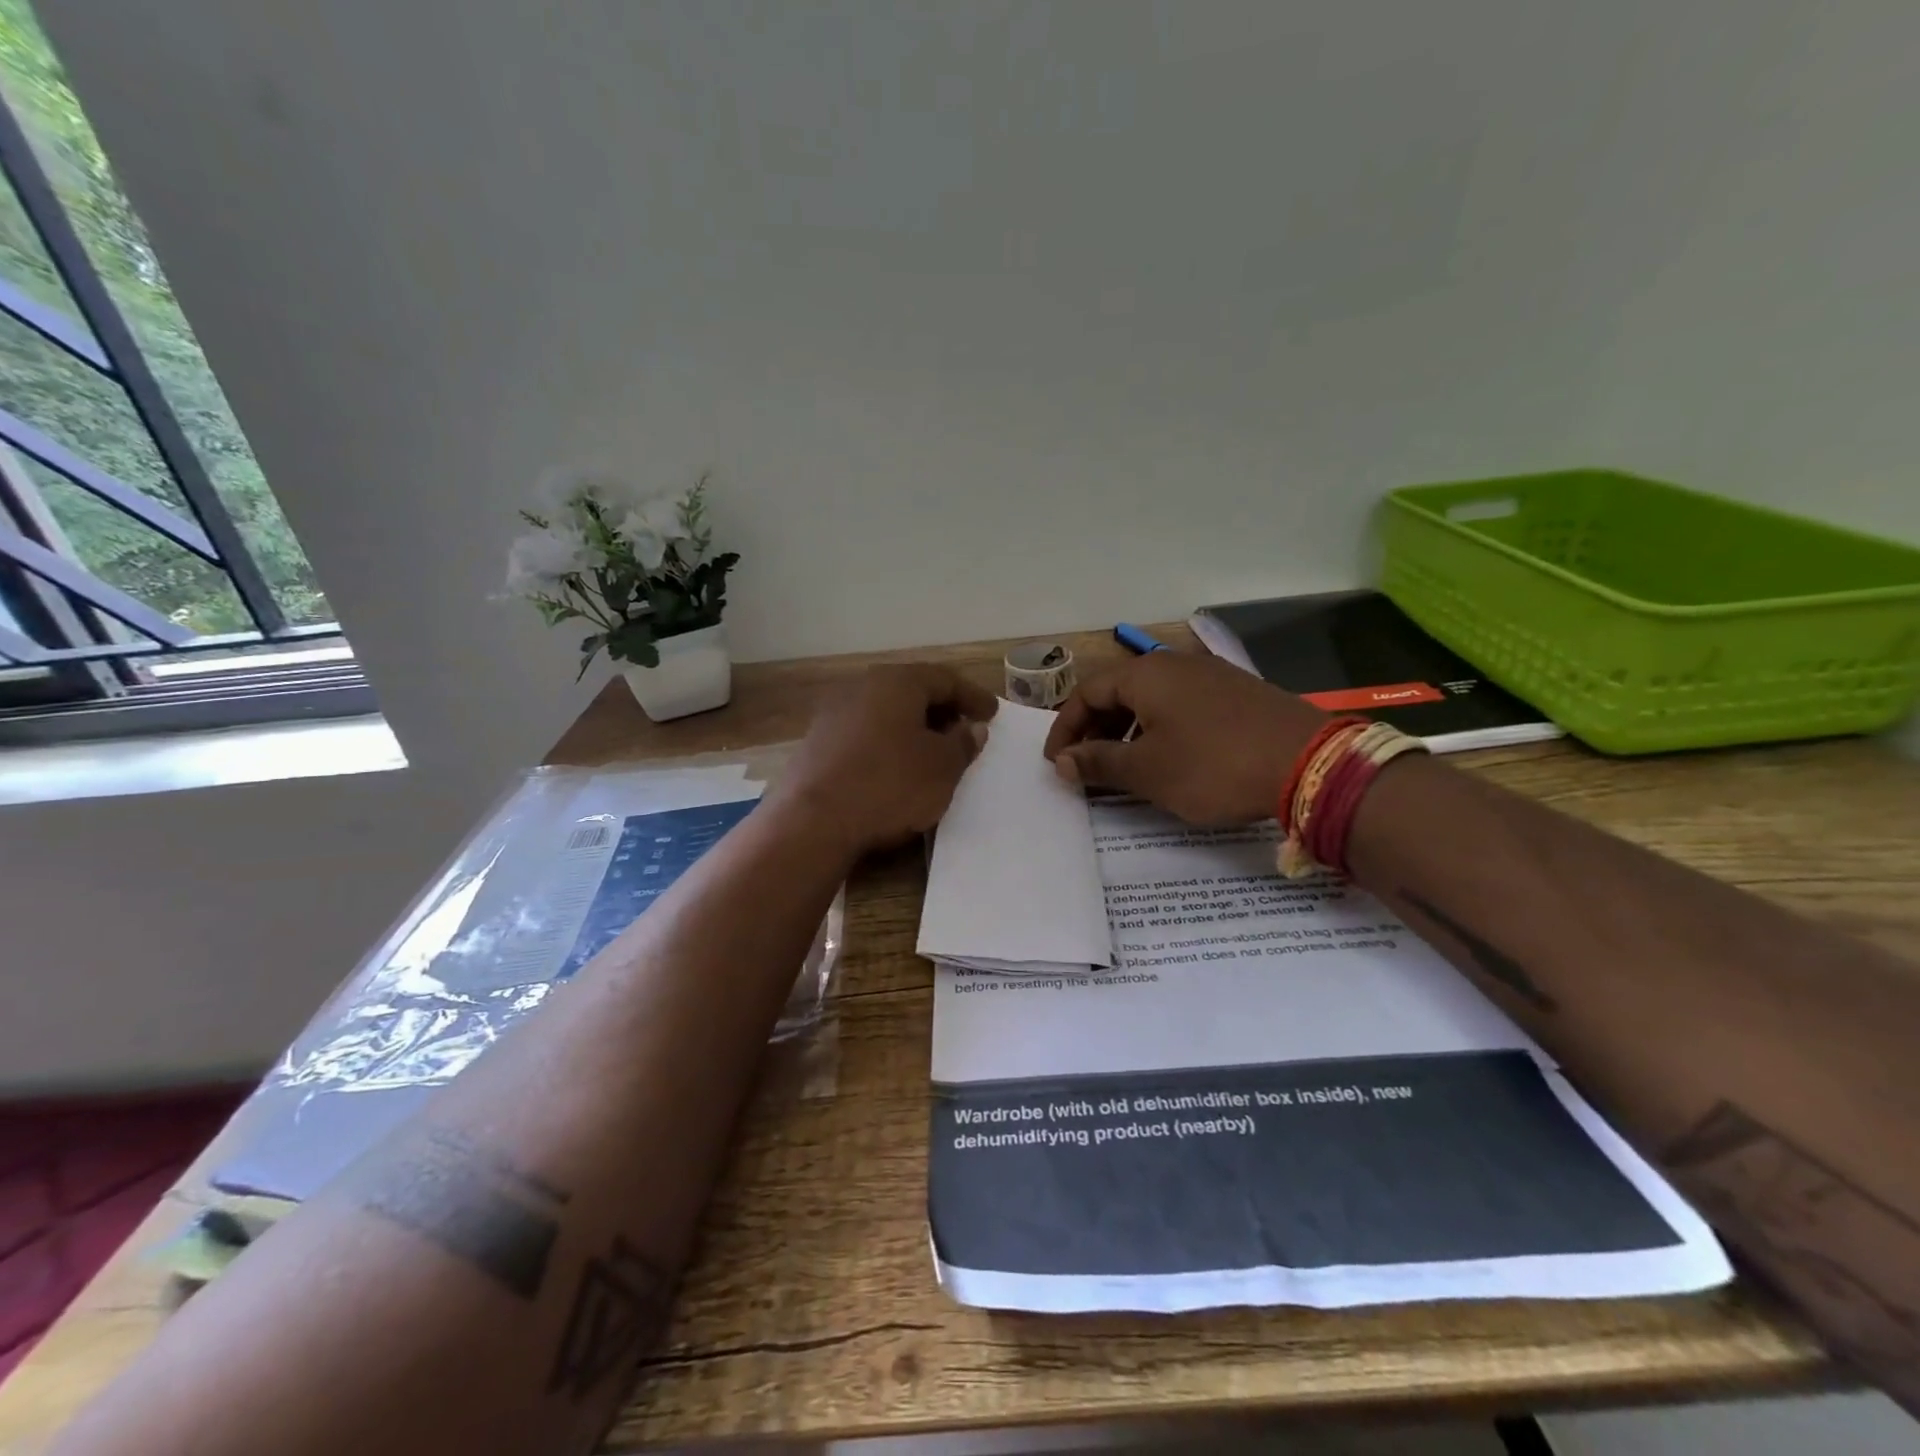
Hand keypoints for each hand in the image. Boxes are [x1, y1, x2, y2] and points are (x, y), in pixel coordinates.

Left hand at [772, 663, 998, 858]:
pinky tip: (896, 767)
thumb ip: (962, 743)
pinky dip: (888, 743)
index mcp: (896, 682)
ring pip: (886, 712)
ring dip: (913, 728)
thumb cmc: (889, 785)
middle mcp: (862, 687)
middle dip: (942, 710)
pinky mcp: (817, 743)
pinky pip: (865, 734)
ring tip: (933, 751)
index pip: (945, 679)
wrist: (813, 822)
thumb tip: (970, 728)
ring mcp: (834, 714)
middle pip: (911, 691)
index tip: (992, 713)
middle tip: (964, 730)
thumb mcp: (942, 767)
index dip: (973, 696)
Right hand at [1043, 652, 1324, 824]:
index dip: (1065, 728)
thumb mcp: (1146, 770)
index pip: (1086, 693)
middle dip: (1095, 729)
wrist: (1309, 764)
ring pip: (1151, 699)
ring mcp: (1209, 675)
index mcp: (1145, 675)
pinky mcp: (1236, 693)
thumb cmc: (1211, 765)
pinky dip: (1160, 729)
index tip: (1057, 762)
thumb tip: (1062, 761)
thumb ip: (1098, 763)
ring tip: (1124, 767)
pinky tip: (1169, 758)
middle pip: (1118, 692)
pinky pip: (1181, 706)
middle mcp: (1174, 664)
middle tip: (1086, 766)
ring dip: (1127, 731)